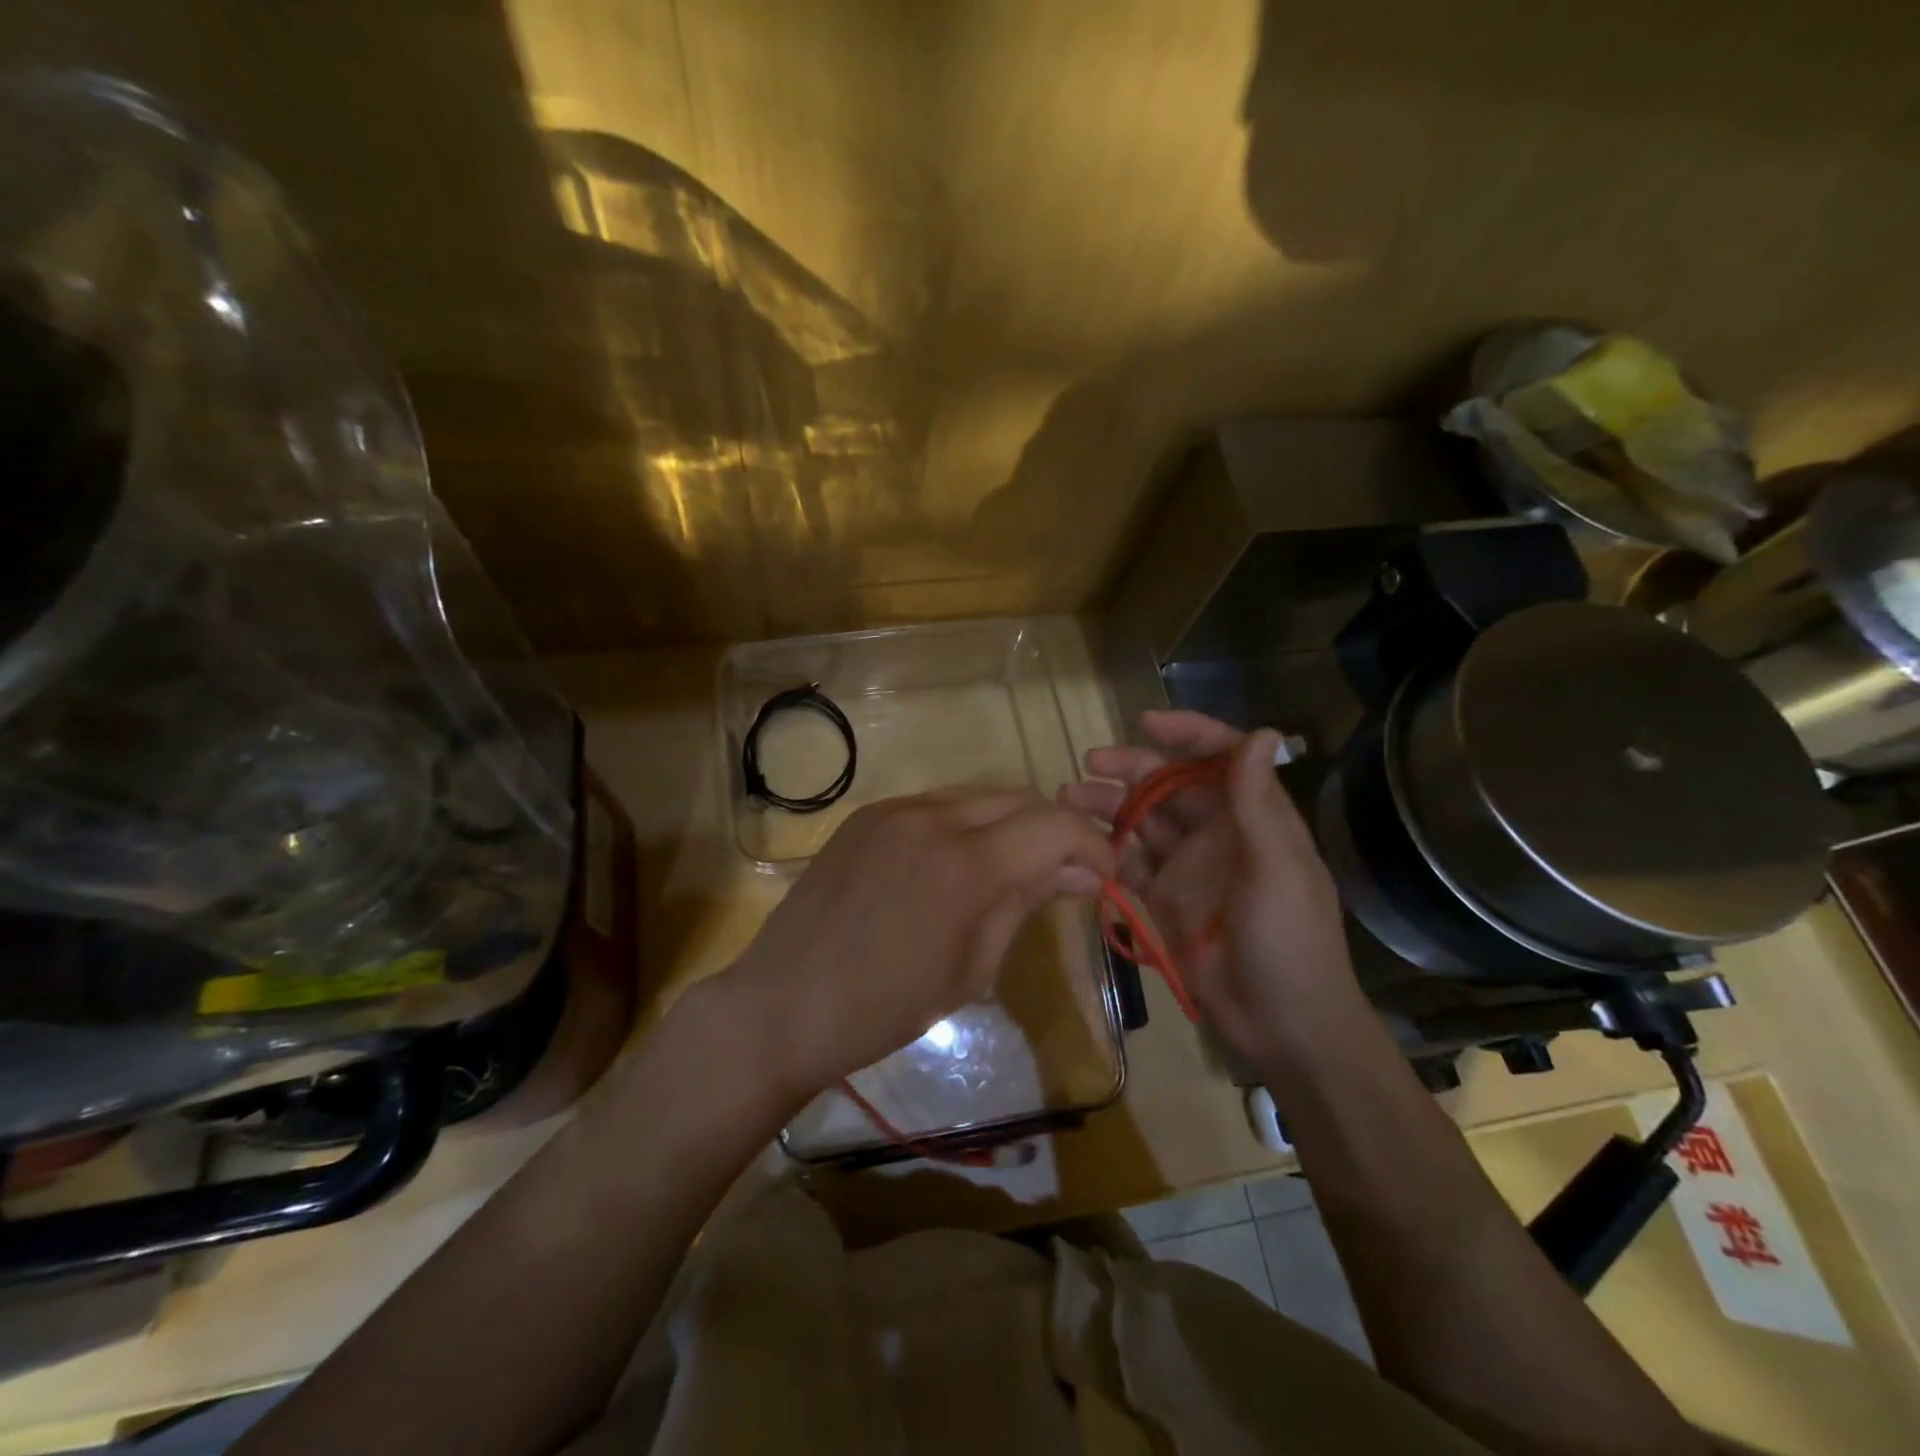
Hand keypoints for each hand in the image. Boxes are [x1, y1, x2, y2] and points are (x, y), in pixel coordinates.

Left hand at [721, 790, 1114, 1098]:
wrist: (780, 1004)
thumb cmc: (883, 1009)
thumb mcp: (971, 968)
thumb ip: (1024, 903)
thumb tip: (1078, 873)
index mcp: (964, 865)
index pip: (1054, 826)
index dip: (1092, 845)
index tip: (1105, 875)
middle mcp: (931, 818)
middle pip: (1018, 799)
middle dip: (1053, 831)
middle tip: (1064, 874)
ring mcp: (893, 810)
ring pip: (977, 796)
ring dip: (1009, 824)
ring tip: (1013, 868)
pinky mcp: (866, 815)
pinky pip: (935, 805)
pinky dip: (964, 824)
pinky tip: (957, 863)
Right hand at [1060, 710, 1363, 1070]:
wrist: (1281, 1024)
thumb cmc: (1288, 940)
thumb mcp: (1277, 868)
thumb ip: (1258, 803)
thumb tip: (1261, 732)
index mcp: (1252, 817)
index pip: (1221, 758)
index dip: (1188, 733)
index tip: (1146, 723)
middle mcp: (1217, 833)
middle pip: (1170, 785)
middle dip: (1132, 768)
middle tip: (1089, 763)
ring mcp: (1187, 866)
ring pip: (1142, 821)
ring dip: (1108, 805)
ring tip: (1067, 799)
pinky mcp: (1163, 899)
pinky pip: (1130, 863)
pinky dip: (1106, 850)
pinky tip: (1079, 843)